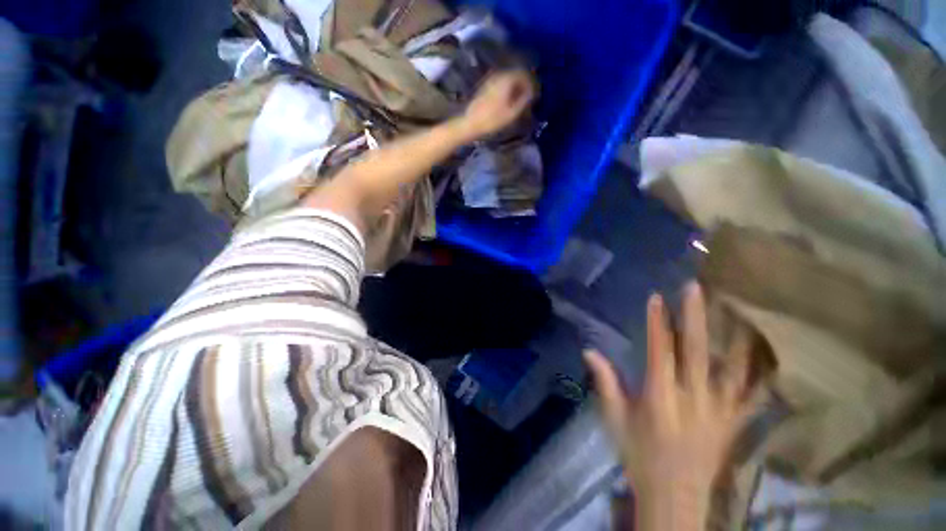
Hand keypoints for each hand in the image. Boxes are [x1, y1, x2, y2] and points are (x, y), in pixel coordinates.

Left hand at [460, 69, 535, 139]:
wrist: (471, 123)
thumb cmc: (492, 120)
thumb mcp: (512, 113)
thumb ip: (524, 100)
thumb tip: (532, 92)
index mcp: (507, 79)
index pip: (524, 74)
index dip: (532, 83)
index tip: (535, 94)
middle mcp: (499, 75)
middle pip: (516, 74)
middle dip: (524, 84)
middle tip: (528, 97)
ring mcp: (491, 80)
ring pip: (508, 79)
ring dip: (515, 87)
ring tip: (519, 100)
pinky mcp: (485, 86)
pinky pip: (501, 83)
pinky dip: (507, 89)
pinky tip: (508, 101)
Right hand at [585, 282, 756, 530]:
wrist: (675, 497)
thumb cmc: (639, 454)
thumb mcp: (615, 418)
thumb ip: (604, 381)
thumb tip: (589, 350)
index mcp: (659, 396)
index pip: (660, 351)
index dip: (658, 323)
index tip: (656, 298)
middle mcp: (692, 398)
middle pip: (696, 351)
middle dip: (694, 316)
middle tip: (694, 288)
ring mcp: (718, 411)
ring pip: (730, 367)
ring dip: (730, 336)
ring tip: (735, 309)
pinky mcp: (733, 423)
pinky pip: (750, 394)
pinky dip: (757, 372)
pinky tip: (763, 353)